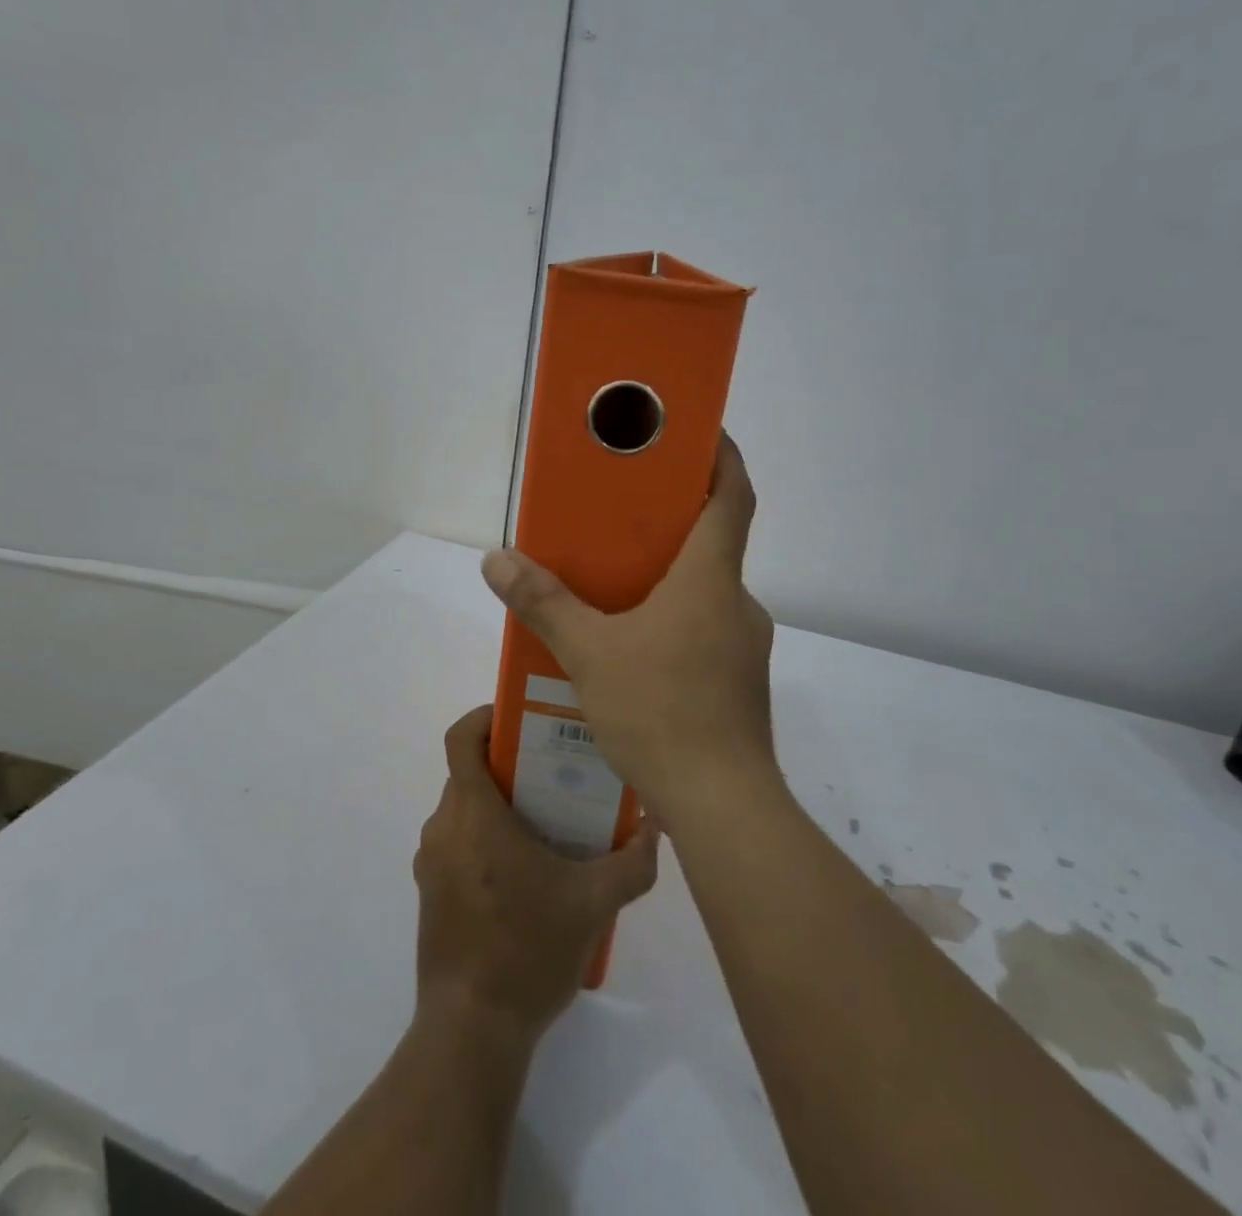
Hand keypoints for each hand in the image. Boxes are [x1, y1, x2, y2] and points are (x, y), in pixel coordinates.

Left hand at [414, 707, 659, 1040]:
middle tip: (555, 774)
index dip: (485, 717)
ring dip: (499, 807)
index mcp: (473, 815)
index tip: (520, 719)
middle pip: (470, 774)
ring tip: (548, 825)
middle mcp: (443, 828)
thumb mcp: (594, 904)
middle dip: (509, 766)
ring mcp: (432, 863)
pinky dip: (486, 839)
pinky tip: (526, 875)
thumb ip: (632, 862)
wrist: (472, 1029)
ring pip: (465, 811)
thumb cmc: (528, 950)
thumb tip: (656, 828)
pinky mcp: (431, 893)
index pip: (462, 739)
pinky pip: (458, 844)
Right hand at [480, 432, 776, 828]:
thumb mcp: (589, 653)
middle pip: (715, 543)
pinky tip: (634, 651)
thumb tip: (497, 560)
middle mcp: (737, 604)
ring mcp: (744, 647)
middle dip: (674, 523)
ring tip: (617, 588)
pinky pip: (705, 632)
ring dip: (670, 580)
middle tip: (624, 517)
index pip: (733, 497)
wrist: (723, 808)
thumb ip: (543, 603)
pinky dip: (674, 623)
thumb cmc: (662, 712)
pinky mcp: (740, 684)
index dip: (722, 456)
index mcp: (711, 579)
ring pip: (707, 593)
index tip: (700, 433)